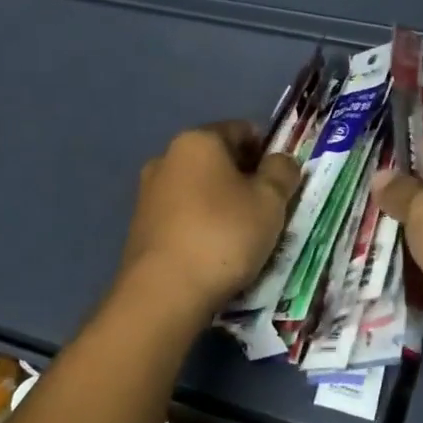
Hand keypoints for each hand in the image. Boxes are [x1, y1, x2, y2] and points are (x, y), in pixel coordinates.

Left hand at [118, 121, 300, 318]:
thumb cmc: (224, 235)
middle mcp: (166, 158)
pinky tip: (215, 253)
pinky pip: (182, 216)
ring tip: (244, 237)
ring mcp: (148, 193)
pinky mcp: (140, 227)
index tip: (282, 181)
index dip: (268, 151)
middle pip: (218, 160)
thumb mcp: (270, 201)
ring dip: (222, 204)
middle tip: (268, 211)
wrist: (164, 292)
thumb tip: (281, 161)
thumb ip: (282, 172)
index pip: (242, 130)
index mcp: (197, 140)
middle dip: (244, 179)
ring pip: (199, 189)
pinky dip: (202, 225)